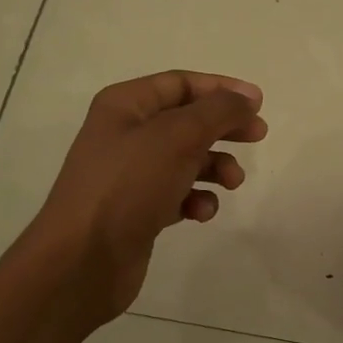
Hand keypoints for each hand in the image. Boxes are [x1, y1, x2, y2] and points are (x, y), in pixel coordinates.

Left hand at [25, 71, 267, 320]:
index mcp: (125, 105)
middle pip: (187, 120)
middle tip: (258, 136)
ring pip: (186, 159)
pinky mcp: (137, 210)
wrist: (83, 259)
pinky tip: (201, 212)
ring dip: (215, 166)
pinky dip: (195, 199)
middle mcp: (125, 134)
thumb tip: (247, 99)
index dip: (221, 89)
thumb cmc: (129, 185)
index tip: (258, 104)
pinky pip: (177, 194)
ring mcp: (130, 175)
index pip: (180, 83)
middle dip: (223, 128)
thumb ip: (218, 111)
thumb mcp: (178, 136)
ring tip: (233, 182)